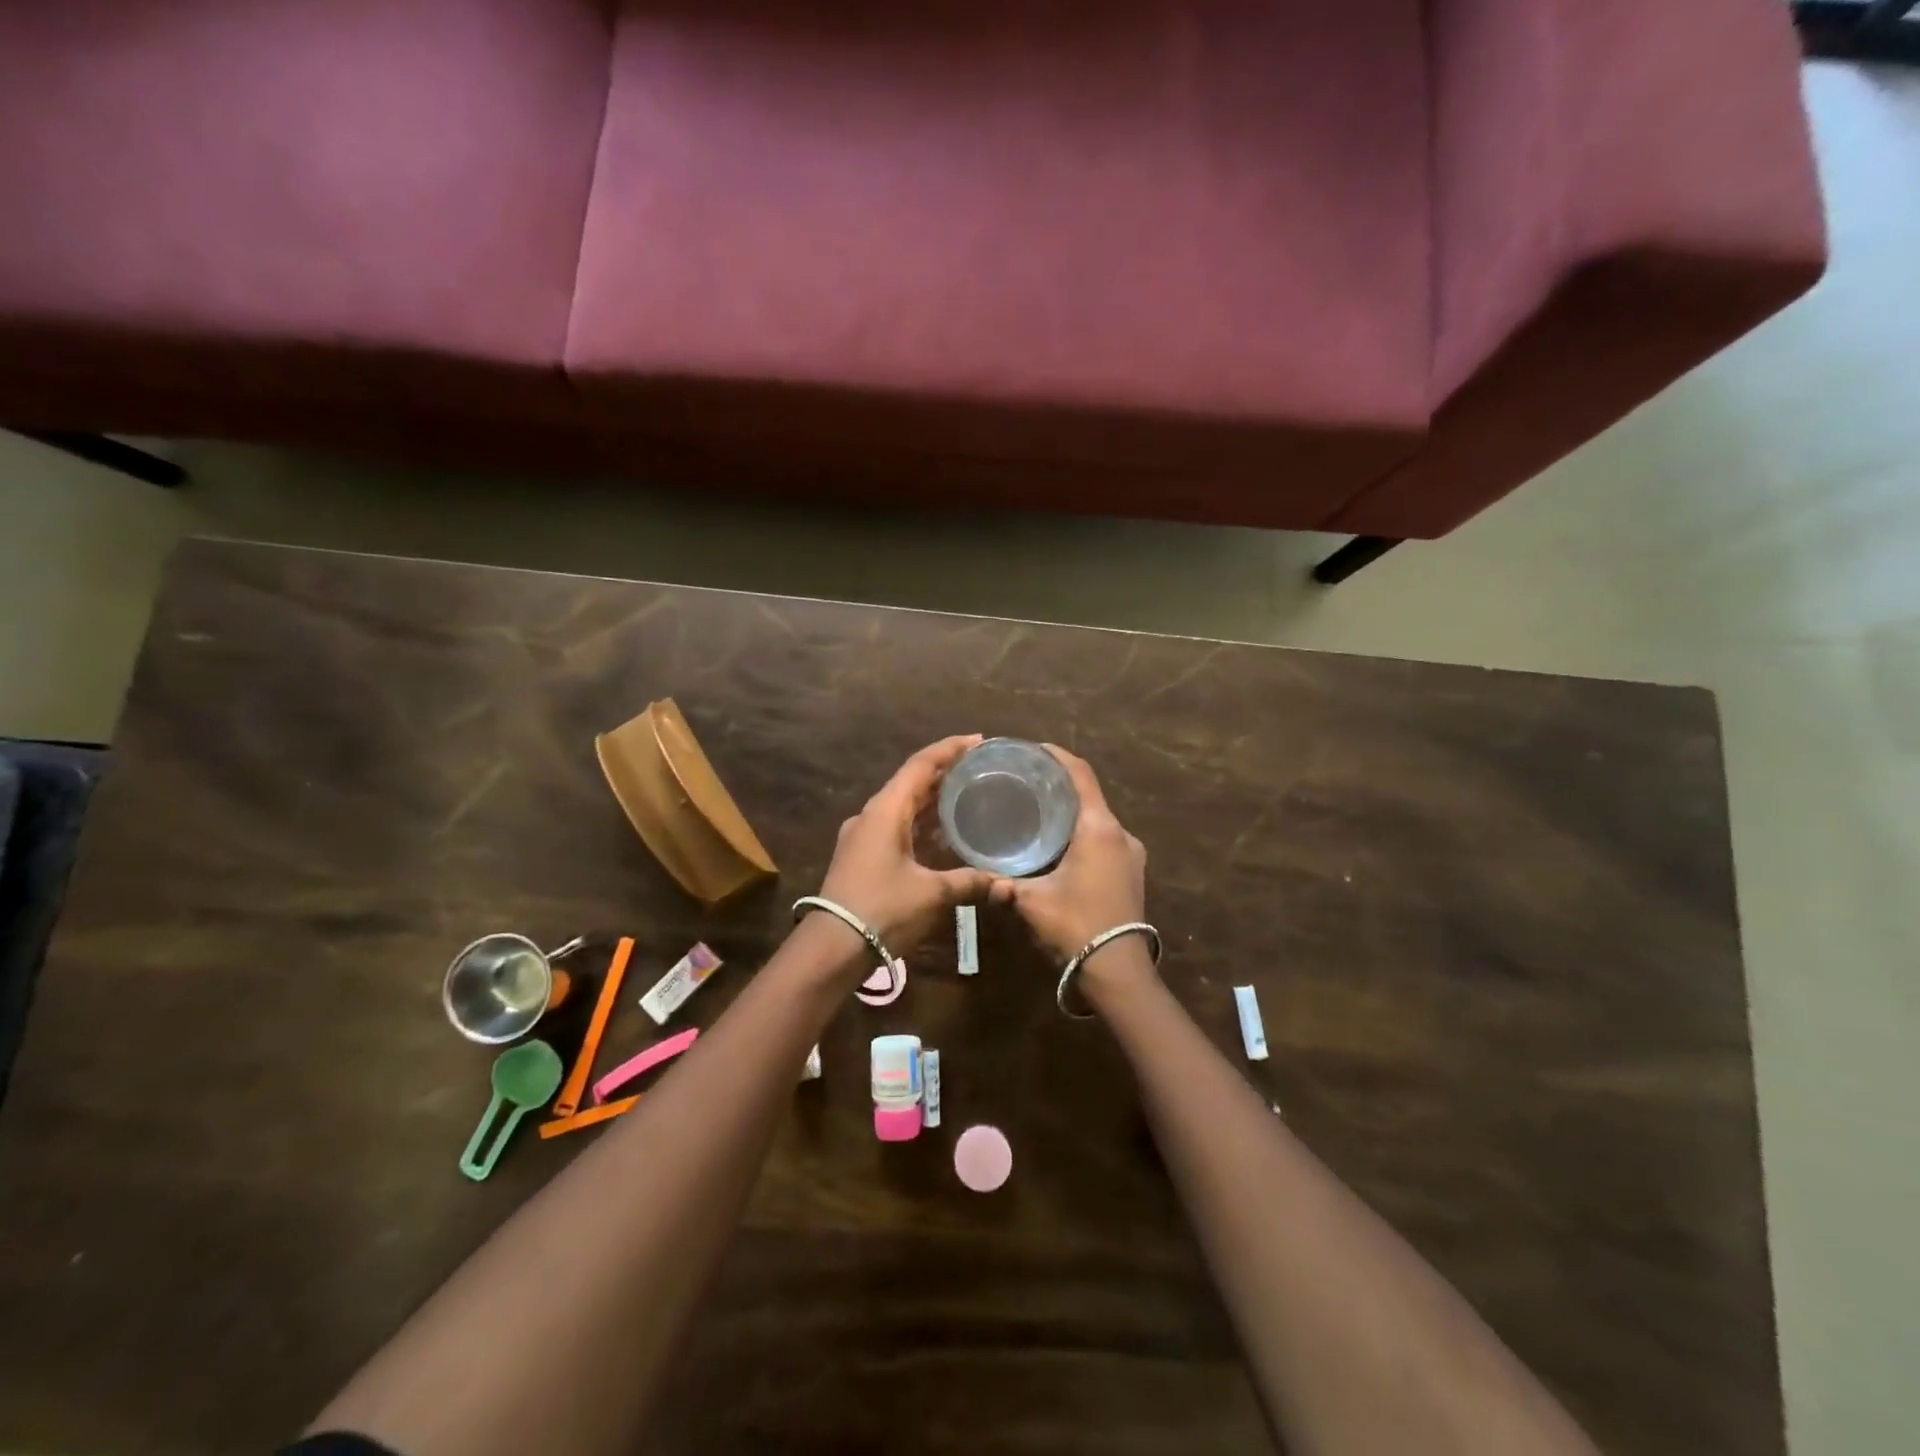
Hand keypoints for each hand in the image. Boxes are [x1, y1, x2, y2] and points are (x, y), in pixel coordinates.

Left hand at [818, 735, 999, 957]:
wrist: (833, 947)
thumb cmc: (883, 910)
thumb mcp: (932, 894)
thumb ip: (969, 882)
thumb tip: (1005, 884)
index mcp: (885, 810)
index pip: (920, 765)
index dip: (949, 749)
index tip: (978, 740)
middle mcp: (870, 815)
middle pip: (910, 781)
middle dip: (943, 771)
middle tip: (978, 766)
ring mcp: (862, 835)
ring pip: (901, 804)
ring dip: (930, 797)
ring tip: (964, 792)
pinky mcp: (860, 855)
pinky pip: (894, 824)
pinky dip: (919, 820)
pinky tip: (940, 831)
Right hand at [995, 747, 1147, 968]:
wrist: (1117, 967)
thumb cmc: (1075, 923)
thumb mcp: (1032, 900)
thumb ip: (1004, 883)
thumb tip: (981, 877)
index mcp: (1098, 828)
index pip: (1081, 775)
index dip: (1059, 756)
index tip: (1036, 749)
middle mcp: (1120, 833)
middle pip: (1089, 795)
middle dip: (1061, 786)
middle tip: (1028, 782)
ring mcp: (1131, 853)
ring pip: (1098, 819)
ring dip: (1073, 812)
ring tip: (1040, 812)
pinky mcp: (1132, 871)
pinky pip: (1105, 838)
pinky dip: (1083, 832)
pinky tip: (1060, 844)